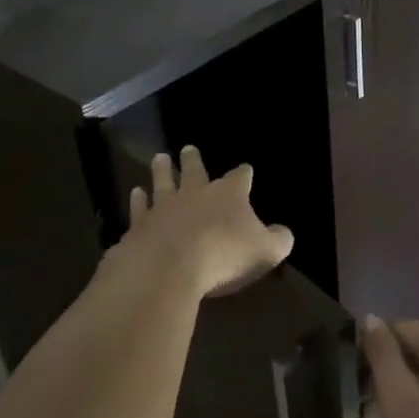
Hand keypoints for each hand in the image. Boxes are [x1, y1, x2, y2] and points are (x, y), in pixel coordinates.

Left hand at [117, 147, 293, 298]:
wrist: (167, 269)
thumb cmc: (223, 256)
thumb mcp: (265, 251)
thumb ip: (278, 240)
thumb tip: (283, 234)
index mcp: (229, 194)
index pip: (240, 177)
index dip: (244, 173)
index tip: (246, 170)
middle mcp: (195, 193)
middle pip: (195, 171)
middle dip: (193, 160)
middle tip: (188, 148)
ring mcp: (164, 207)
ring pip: (163, 182)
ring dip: (162, 171)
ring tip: (160, 159)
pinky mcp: (139, 226)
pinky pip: (138, 209)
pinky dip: (137, 201)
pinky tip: (135, 194)